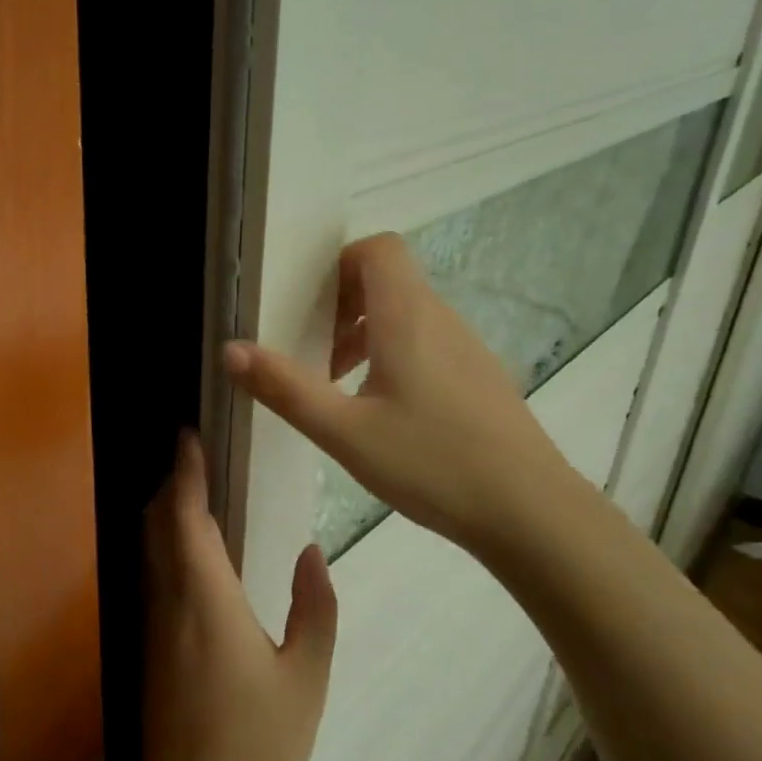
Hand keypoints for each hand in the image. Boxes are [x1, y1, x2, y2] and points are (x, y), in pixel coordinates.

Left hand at [137, 433, 336, 760]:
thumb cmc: (259, 751)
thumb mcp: (306, 679)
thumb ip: (313, 609)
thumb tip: (311, 551)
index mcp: (206, 601)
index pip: (185, 517)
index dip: (184, 472)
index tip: (187, 434)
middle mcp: (169, 604)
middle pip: (157, 525)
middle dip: (170, 484)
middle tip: (195, 454)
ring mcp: (153, 627)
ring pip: (150, 550)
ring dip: (165, 513)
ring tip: (194, 488)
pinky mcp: (150, 650)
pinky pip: (153, 576)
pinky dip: (165, 545)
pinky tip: (192, 550)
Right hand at [223, 232, 591, 559]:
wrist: (530, 512)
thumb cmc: (431, 463)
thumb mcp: (344, 431)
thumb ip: (285, 388)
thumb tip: (230, 349)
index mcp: (407, 317)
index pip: (379, 248)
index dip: (340, 263)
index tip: (310, 306)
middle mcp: (442, 319)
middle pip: (389, 280)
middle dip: (343, 305)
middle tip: (315, 353)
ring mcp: (468, 348)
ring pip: (408, 314)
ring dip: (367, 335)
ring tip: (341, 386)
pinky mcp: (481, 378)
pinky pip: (429, 343)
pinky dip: (396, 356)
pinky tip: (386, 414)